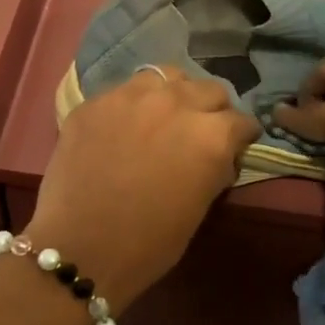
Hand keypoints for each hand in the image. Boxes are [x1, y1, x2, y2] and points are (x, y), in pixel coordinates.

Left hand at [29, 67, 259, 309]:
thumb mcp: (200, 207)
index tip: (236, 147)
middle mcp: (177, 103)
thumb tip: (220, 156)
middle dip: (212, 110)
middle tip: (200, 132)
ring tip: (164, 116)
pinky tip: (125, 126)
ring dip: (175, 94)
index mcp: (211, 135)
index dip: (242, 137)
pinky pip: (125, 90)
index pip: (242, 121)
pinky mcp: (96, 101)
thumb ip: (215, 168)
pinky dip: (134, 103)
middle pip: (210, 89)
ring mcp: (132, 96)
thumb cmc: (150, 243)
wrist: (81, 249)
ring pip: (168, 76)